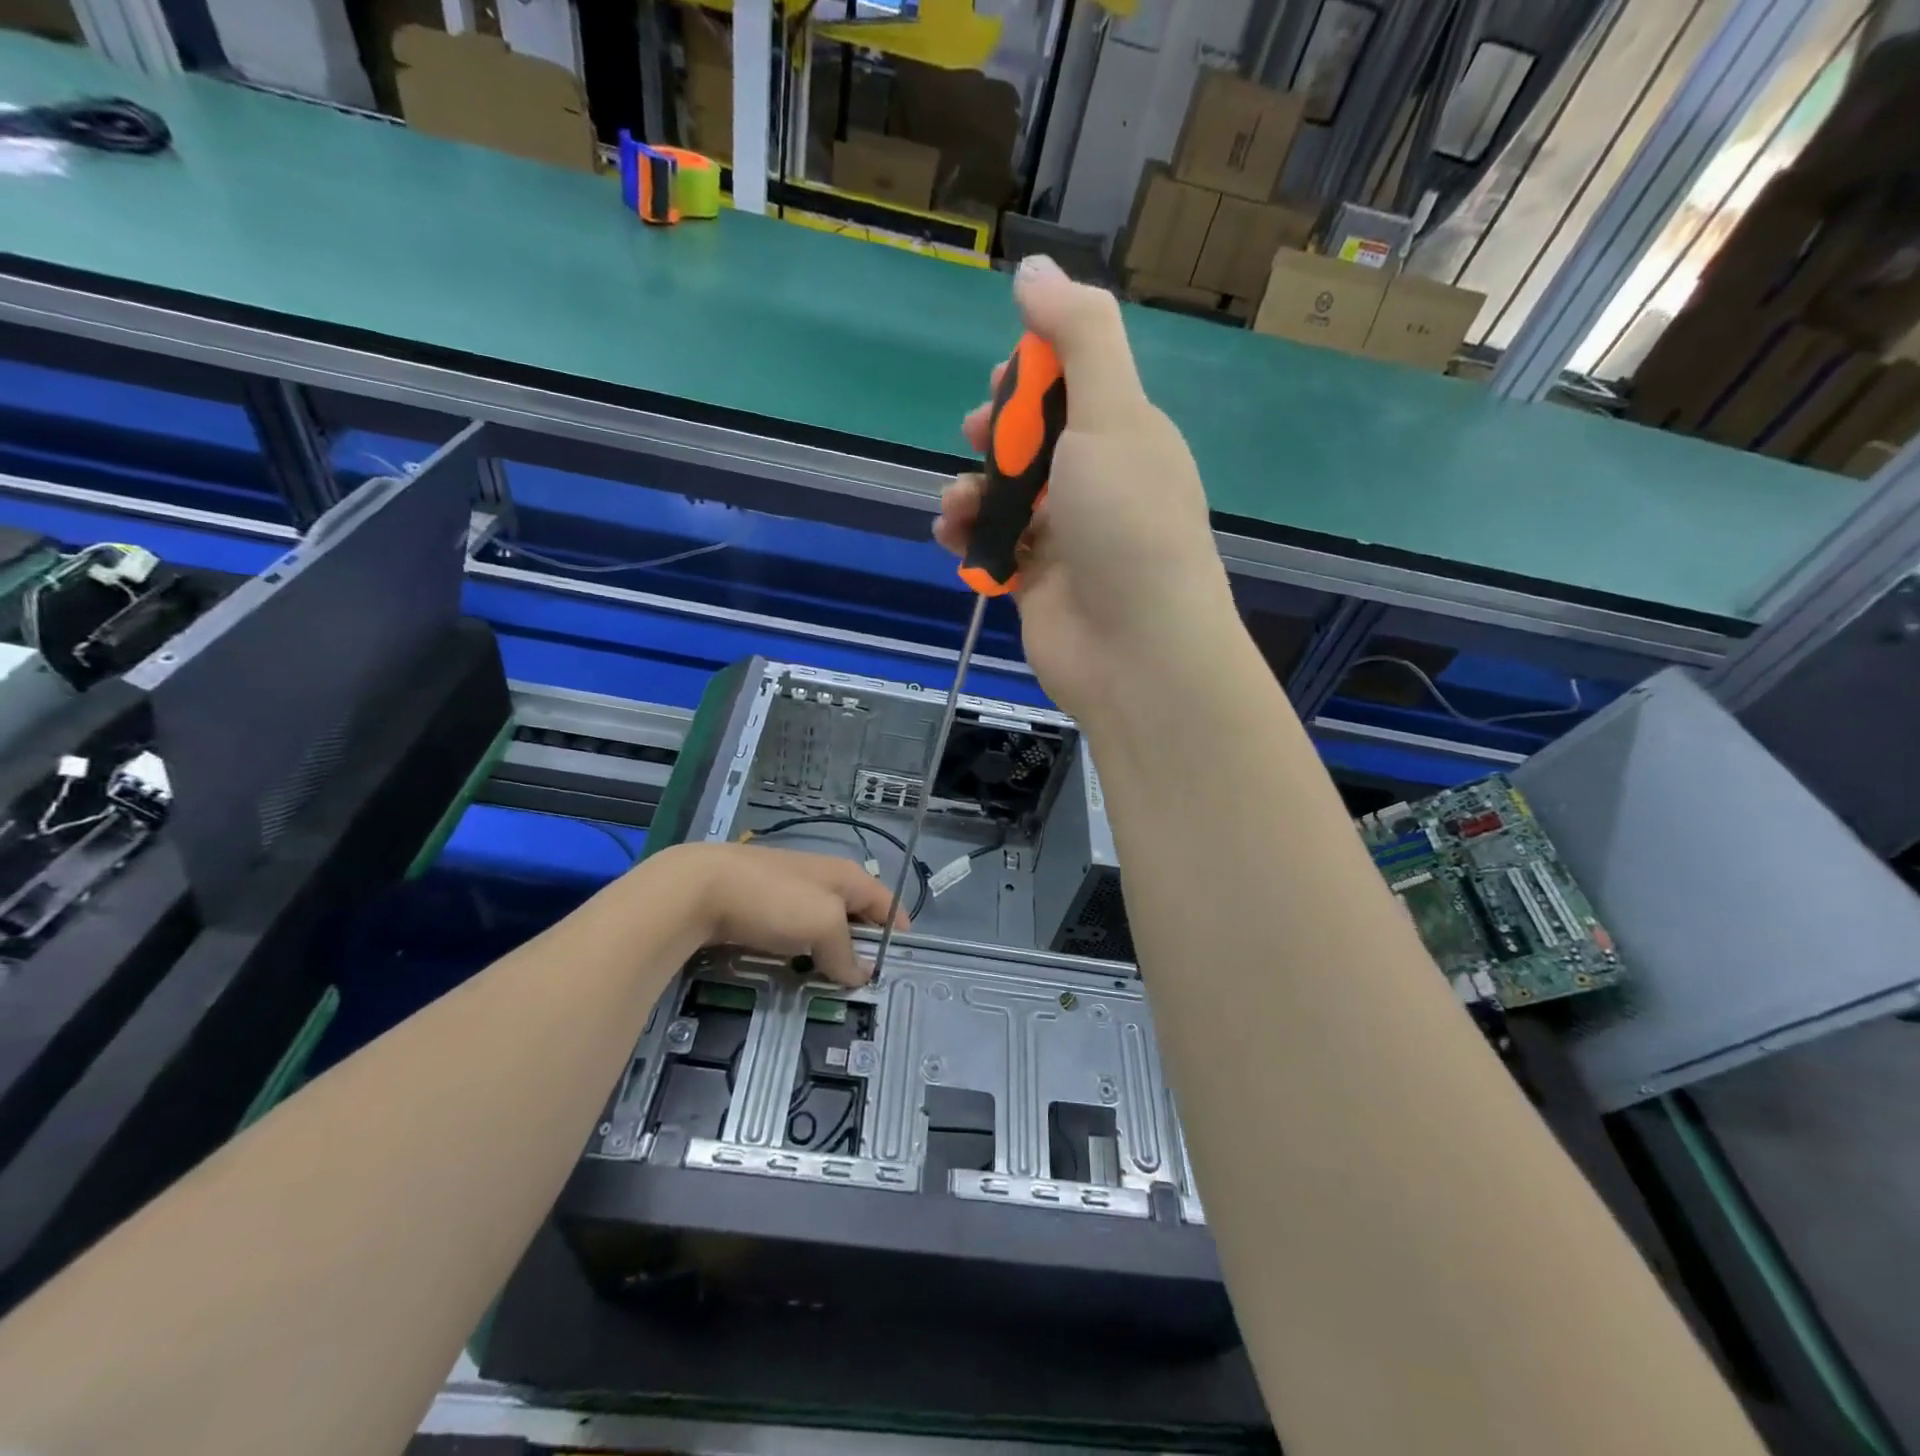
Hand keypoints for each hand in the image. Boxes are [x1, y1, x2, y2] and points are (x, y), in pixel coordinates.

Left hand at [644, 842, 902, 985]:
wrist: (701, 888)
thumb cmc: (775, 900)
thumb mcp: (823, 925)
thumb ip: (846, 951)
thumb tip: (862, 974)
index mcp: (847, 876)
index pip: (886, 902)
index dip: (897, 930)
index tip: (898, 963)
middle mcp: (824, 878)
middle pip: (856, 915)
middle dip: (862, 946)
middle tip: (863, 983)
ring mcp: (791, 890)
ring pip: (823, 926)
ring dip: (828, 951)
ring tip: (828, 983)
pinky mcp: (763, 905)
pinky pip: (795, 931)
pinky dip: (801, 950)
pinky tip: (793, 968)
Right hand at [934, 254, 1234, 723]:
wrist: (1136, 650)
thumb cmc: (1128, 524)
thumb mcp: (1112, 414)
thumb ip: (1079, 337)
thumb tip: (1036, 269)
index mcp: (1127, 437)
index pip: (1076, 386)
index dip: (1035, 375)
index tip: (1008, 379)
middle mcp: (1099, 485)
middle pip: (1034, 441)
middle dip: (997, 433)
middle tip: (980, 438)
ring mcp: (1066, 539)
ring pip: (1006, 497)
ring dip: (971, 489)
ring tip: (958, 505)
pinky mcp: (1035, 585)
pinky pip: (992, 546)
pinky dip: (967, 536)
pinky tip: (950, 535)